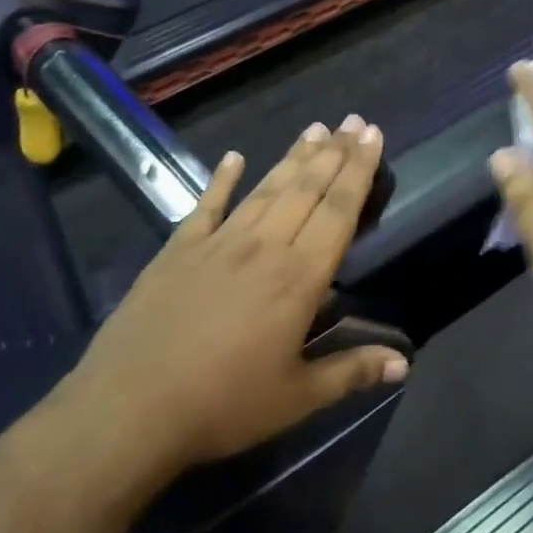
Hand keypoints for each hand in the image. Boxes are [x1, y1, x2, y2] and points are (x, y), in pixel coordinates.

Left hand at [55, 116, 408, 501]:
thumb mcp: (296, 398)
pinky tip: (233, 157)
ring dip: (293, 157)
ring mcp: (217, 244)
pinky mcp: (177, 252)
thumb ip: (350, 372)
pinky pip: (206, 206)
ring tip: (316, 129)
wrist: (127, 411)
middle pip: (306, 189)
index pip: (338, 211)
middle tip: (354, 121)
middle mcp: (263, 247)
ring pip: (265, 190)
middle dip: (335, 153)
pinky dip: (221, 180)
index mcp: (298, 279)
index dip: (359, 171)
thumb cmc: (222, 406)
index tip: (373, 135)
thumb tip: (404, 362)